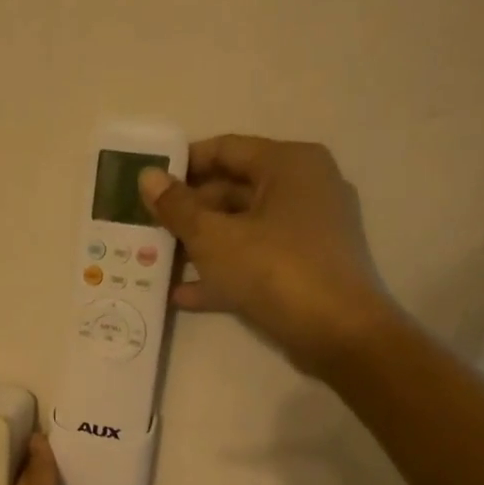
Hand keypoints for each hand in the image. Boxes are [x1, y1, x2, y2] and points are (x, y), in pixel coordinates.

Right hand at [138, 135, 397, 380]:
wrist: (338, 335)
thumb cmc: (275, 270)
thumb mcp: (214, 237)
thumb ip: (177, 207)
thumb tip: (147, 176)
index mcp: (289, 165)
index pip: (226, 149)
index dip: (182, 164)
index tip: (146, 182)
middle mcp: (304, 189)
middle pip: (232, 190)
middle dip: (187, 210)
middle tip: (145, 225)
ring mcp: (307, 232)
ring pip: (241, 229)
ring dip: (199, 244)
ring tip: (154, 259)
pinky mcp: (304, 268)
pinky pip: (255, 260)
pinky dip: (222, 273)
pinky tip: (181, 295)